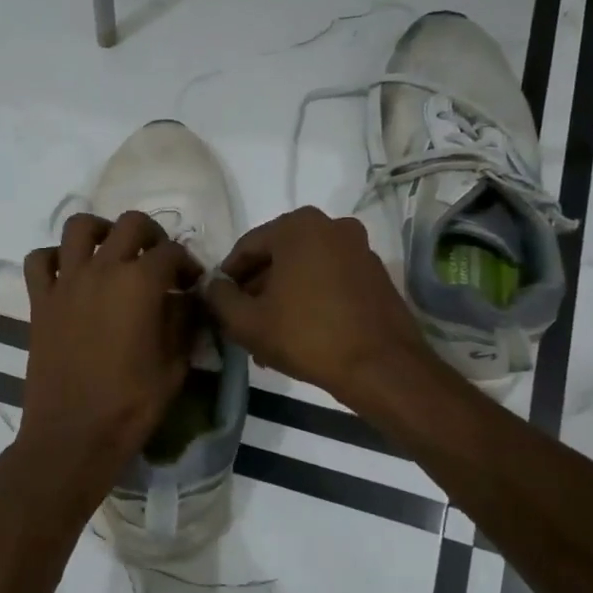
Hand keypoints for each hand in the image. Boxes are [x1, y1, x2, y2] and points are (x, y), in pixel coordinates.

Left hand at [19, 212, 201, 483]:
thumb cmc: (131, 405)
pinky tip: (69, 274)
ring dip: (101, 231)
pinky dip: (54, 257)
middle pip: (130, 225)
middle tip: (158, 261)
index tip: (191, 283)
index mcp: (140, 284)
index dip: (188, 263)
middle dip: (152, 235)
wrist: (73, 435)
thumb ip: (184, 322)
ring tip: (112, 252)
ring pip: (79, 227)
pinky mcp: (40, 301)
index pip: (171, 252)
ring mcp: (66, 283)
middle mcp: (102, 270)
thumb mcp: (175, 366)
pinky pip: (39, 260)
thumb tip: (187, 298)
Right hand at [203, 207, 432, 402]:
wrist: (380, 367)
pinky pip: (330, 280)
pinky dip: (311, 299)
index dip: (227, 278)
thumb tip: (212, 285)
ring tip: (268, 334)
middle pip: (277, 257)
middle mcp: (332, 226)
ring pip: (304, 270)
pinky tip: (300, 332)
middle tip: (242, 322)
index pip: (246, 247)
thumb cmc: (306, 336)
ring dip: (282, 297)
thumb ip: (219, 297)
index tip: (219, 304)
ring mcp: (359, 248)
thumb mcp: (247, 321)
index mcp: (298, 226)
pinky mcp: (375, 274)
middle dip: (257, 289)